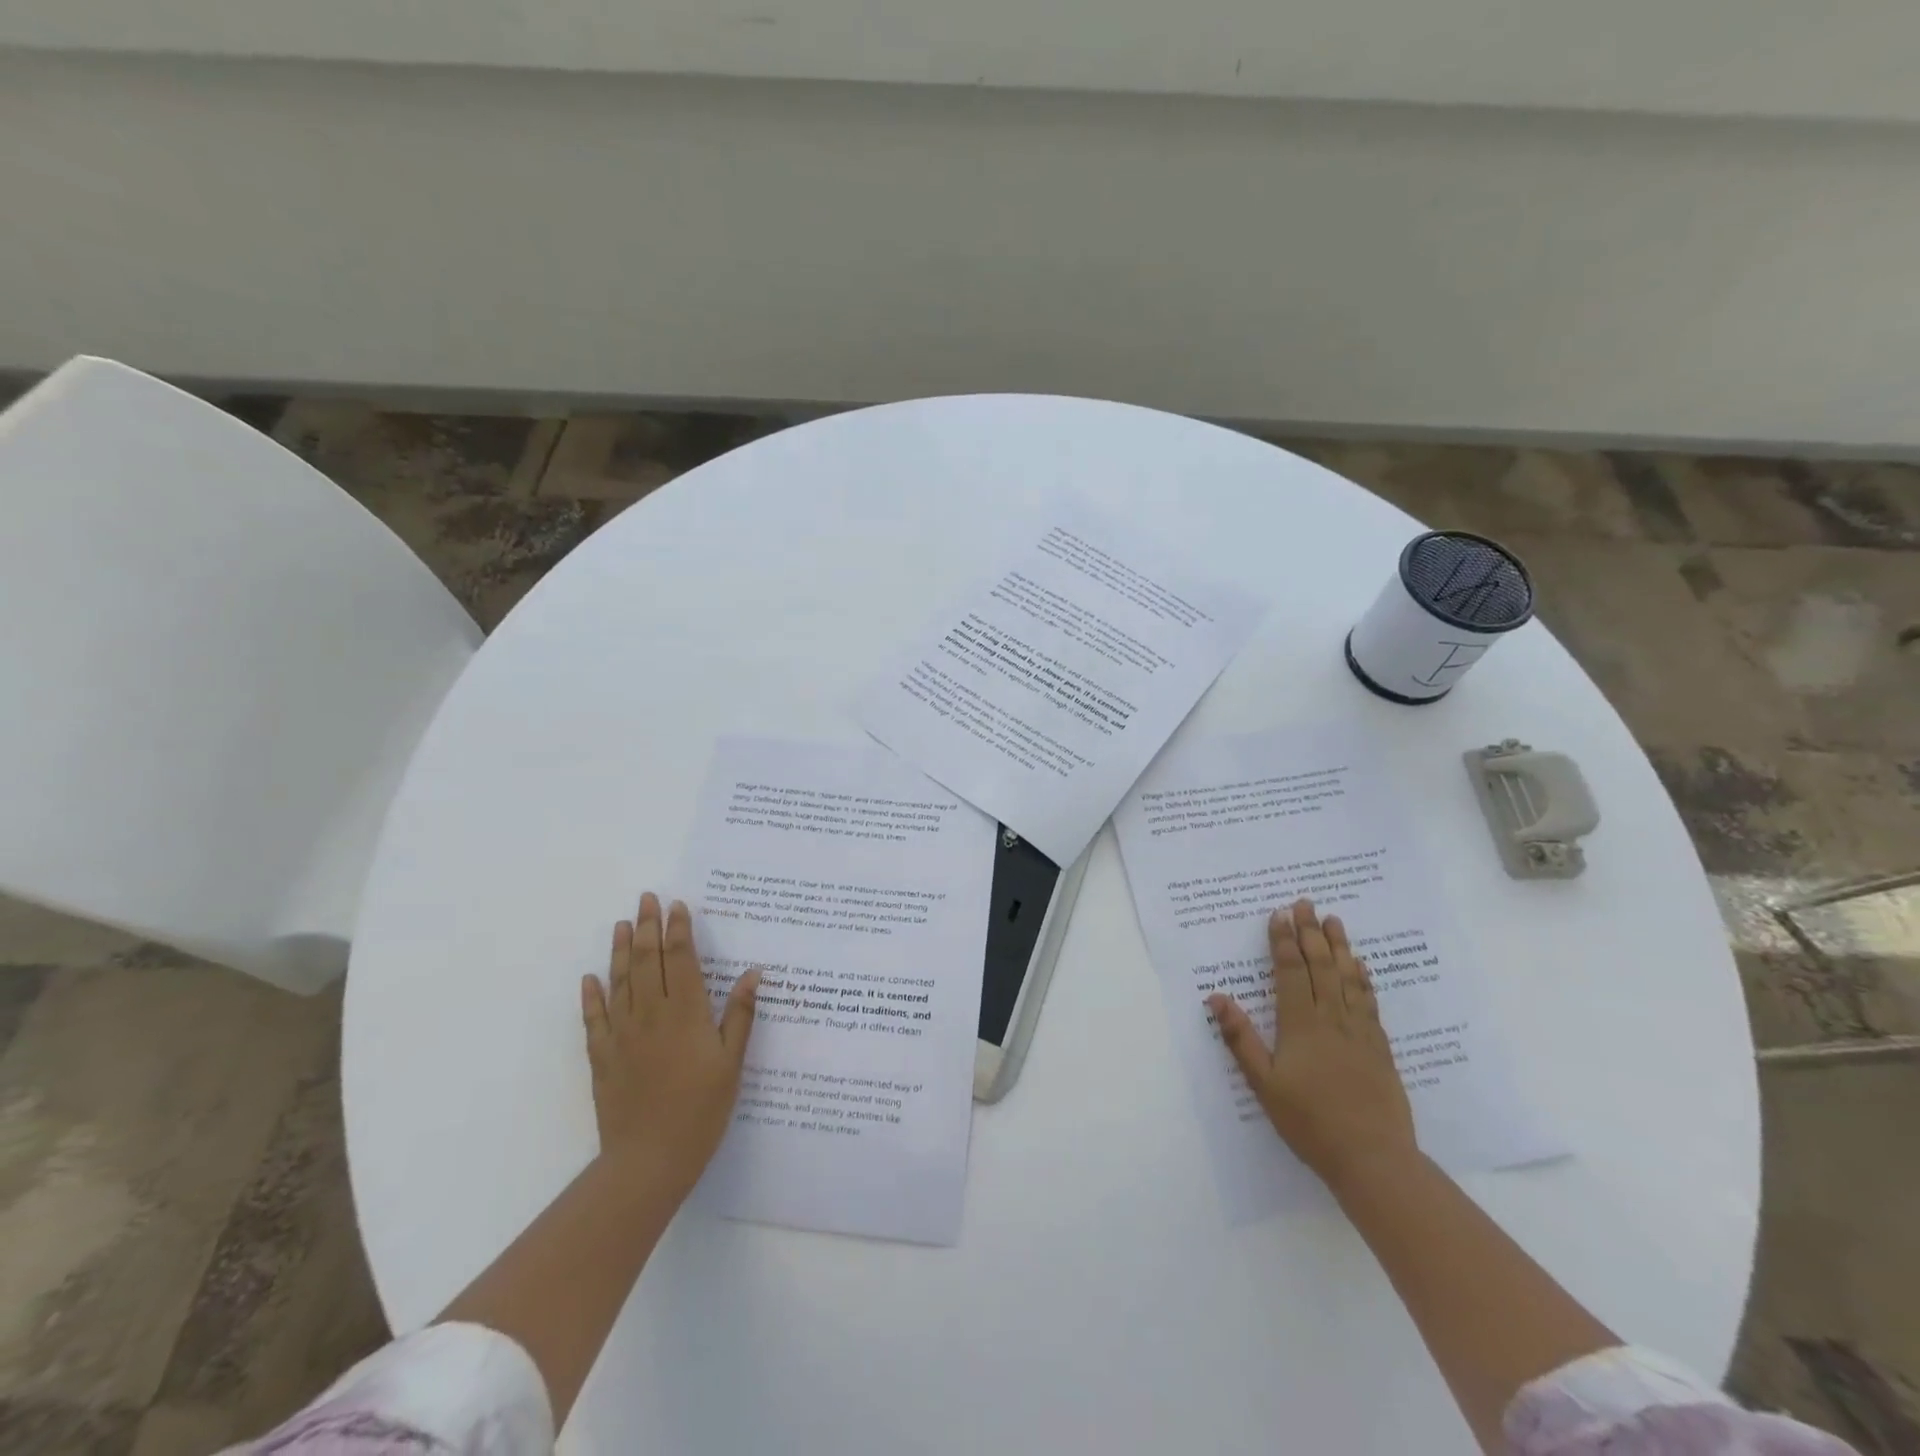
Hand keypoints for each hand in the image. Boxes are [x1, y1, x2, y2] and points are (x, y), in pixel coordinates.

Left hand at [581, 892, 759, 1200]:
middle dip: (646, 927)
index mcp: (685, 1013)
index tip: (676, 906)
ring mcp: (622, 1035)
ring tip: (620, 924)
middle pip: (646, 961)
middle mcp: (651, 1015)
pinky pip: (595, 1019)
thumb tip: (752, 972)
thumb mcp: (732, 1063)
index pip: (680, 960)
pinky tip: (590, 978)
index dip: (678, 930)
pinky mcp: (603, 1057)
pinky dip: (592, 996)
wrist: (649, 1160)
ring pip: (619, 982)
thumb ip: (740, 1015)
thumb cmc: (701, 1110)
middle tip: (646, 899)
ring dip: (619, 950)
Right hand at [1206, 899, 1416, 1189]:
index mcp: (1300, 1024)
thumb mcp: (1264, 1083)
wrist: (1373, 1158)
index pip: (1290, 971)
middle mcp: (1331, 1018)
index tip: (1279, 914)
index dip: (1283, 941)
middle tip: (1305, 903)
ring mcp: (1359, 1032)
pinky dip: (1364, 978)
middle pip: (1321, 965)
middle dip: (1311, 932)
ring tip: (1334, 921)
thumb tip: (1216, 998)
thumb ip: (1241, 1039)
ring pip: (1348, 978)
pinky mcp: (1379, 1047)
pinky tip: (1361, 966)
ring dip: (1340, 946)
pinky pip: (1370, 1001)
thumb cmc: (1309, 1121)